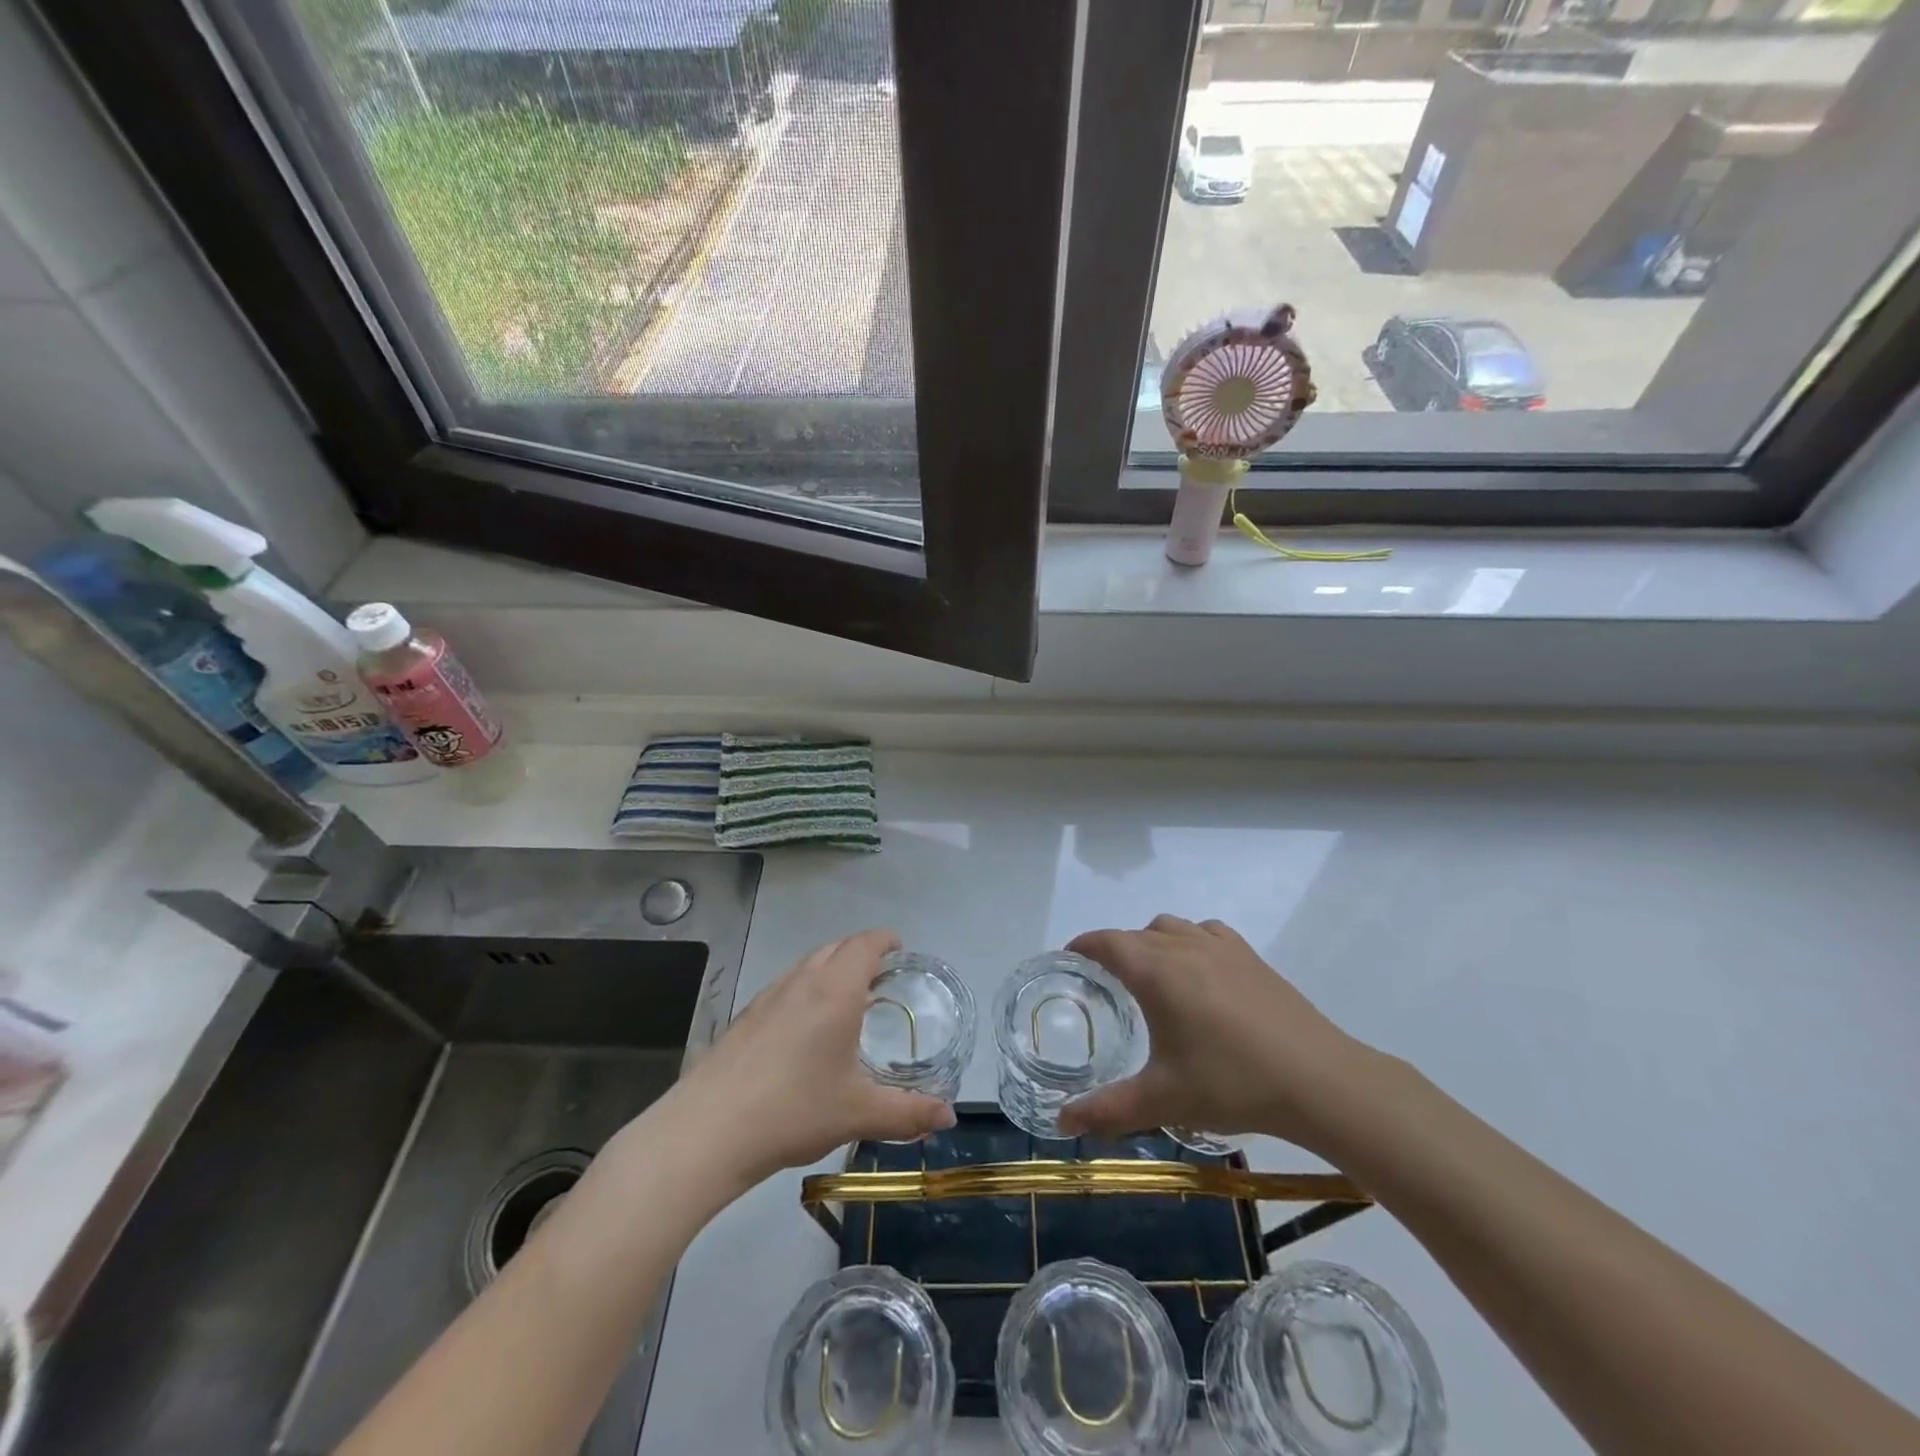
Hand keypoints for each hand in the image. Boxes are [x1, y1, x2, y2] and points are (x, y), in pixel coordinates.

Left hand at [671, 929, 956, 1186]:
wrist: (708, 1131)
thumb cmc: (794, 1110)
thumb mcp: (859, 1114)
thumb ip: (908, 1113)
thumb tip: (949, 1116)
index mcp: (835, 991)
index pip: (864, 944)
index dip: (885, 940)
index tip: (899, 948)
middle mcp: (802, 982)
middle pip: (836, 947)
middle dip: (860, 952)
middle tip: (880, 976)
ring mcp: (767, 997)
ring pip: (807, 965)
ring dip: (831, 969)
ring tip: (846, 1000)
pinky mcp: (744, 1018)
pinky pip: (785, 987)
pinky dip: (806, 990)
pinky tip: (804, 1031)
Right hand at [1058, 915, 1379, 1154]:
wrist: (1319, 1080)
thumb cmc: (1232, 1084)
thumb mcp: (1163, 1101)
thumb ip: (1107, 1110)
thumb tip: (1060, 1121)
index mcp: (1156, 971)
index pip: (1106, 942)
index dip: (1083, 945)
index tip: (1068, 958)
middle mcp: (1183, 946)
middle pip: (1136, 933)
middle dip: (1114, 949)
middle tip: (1104, 983)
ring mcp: (1221, 947)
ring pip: (1172, 927)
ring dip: (1152, 941)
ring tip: (1151, 975)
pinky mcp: (1251, 957)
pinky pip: (1207, 932)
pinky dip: (1191, 940)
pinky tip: (1200, 971)